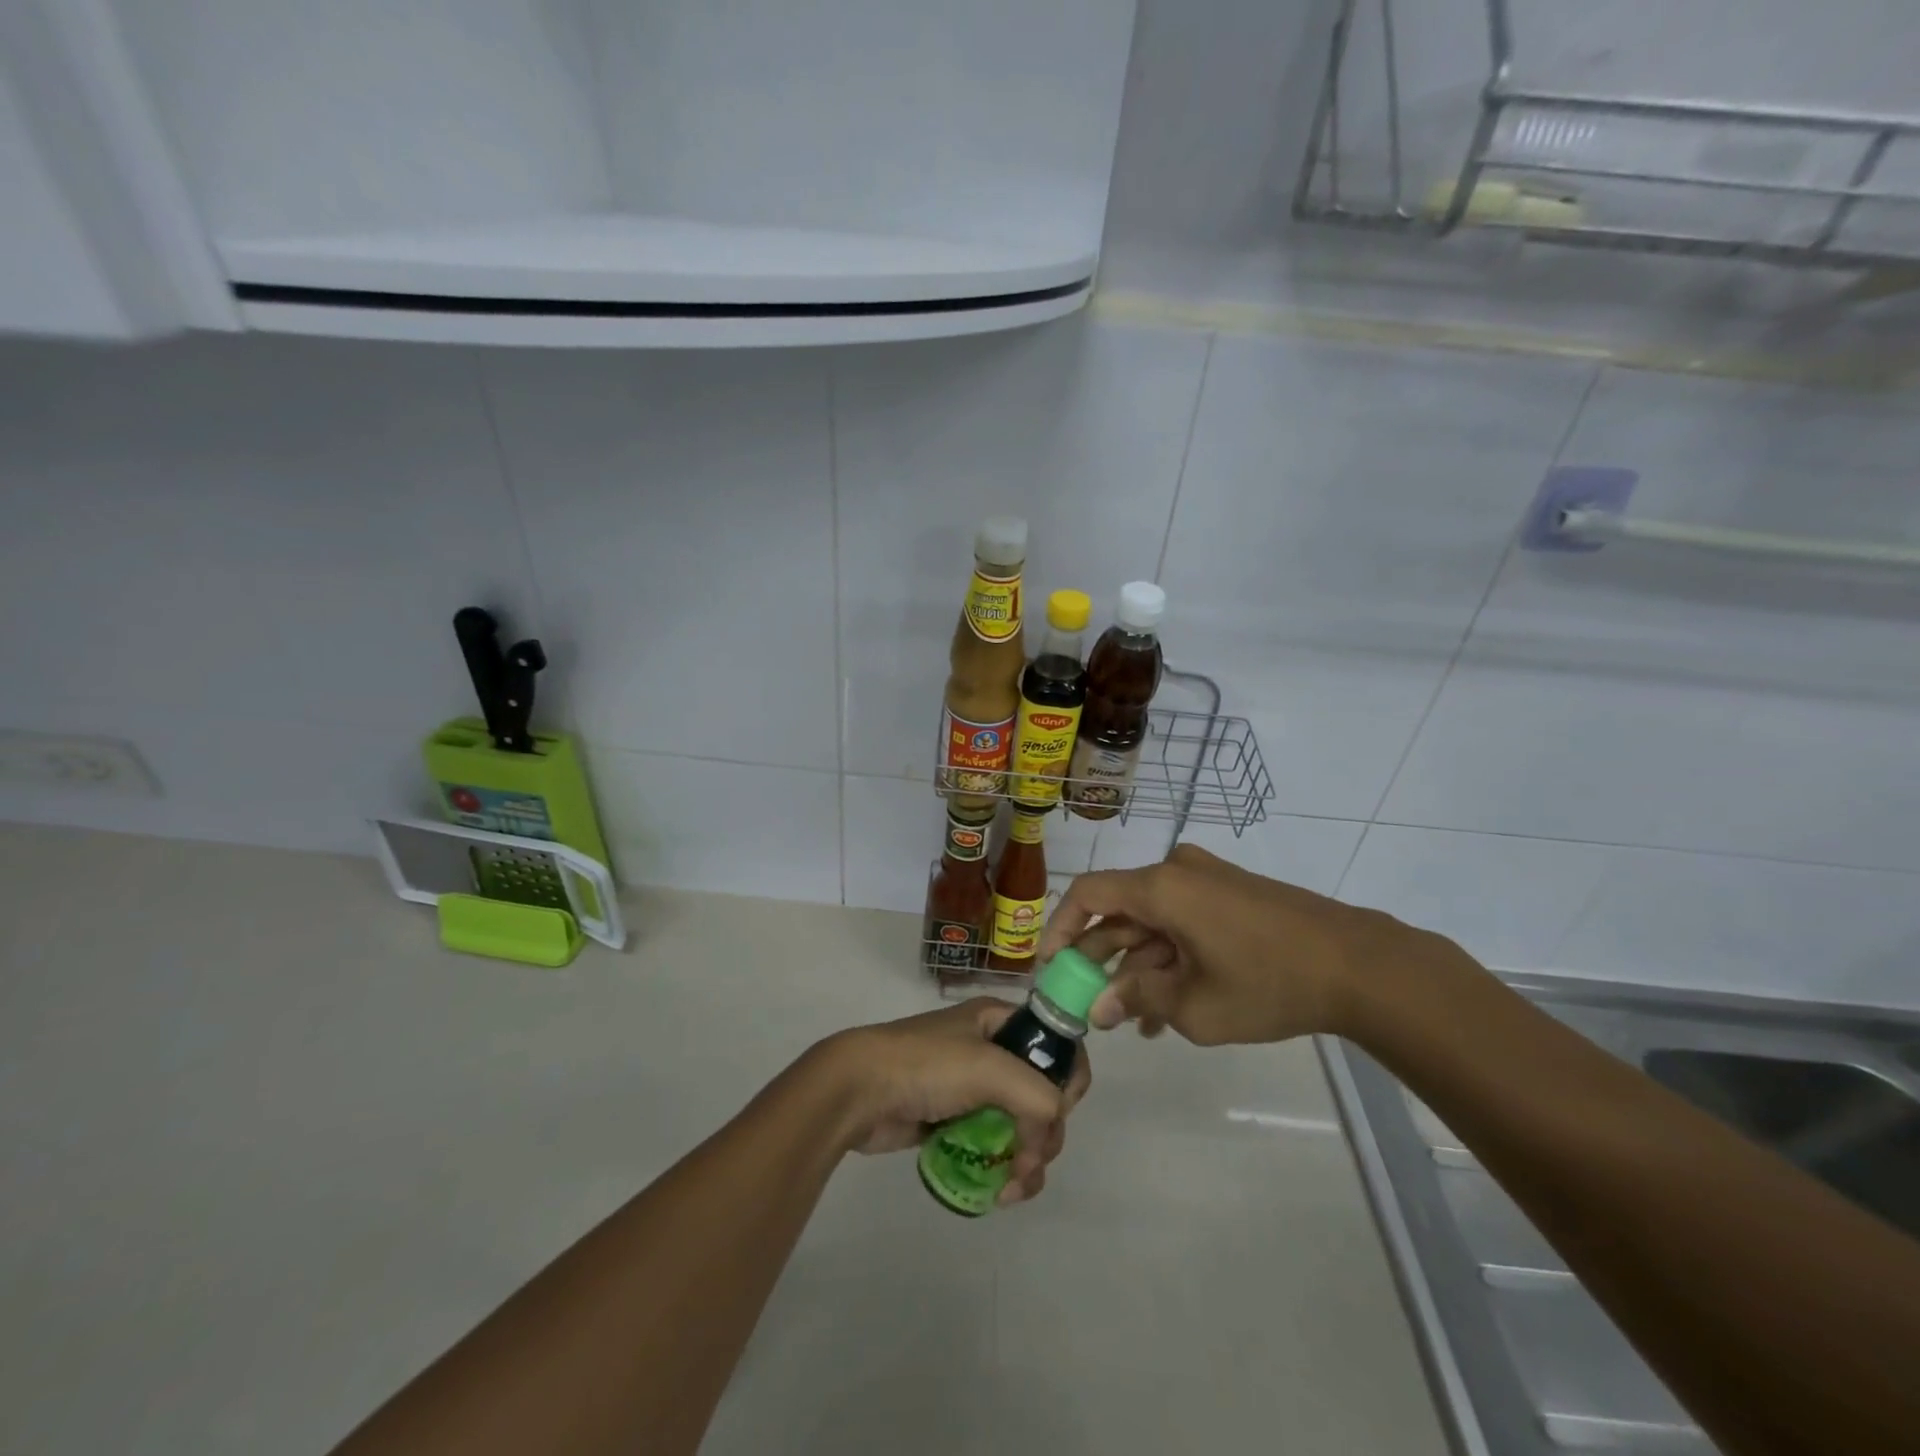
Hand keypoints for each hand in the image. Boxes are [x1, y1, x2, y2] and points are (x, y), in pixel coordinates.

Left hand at [811, 1000, 1091, 1205]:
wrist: (858, 1091)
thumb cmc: (925, 1066)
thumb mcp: (989, 1067)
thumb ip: (1037, 1096)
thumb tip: (1049, 1132)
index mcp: (1001, 1021)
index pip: (1058, 1043)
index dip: (1068, 1077)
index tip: (1060, 1109)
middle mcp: (993, 1050)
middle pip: (1045, 1094)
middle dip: (1046, 1134)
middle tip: (1030, 1161)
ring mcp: (975, 1088)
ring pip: (1024, 1127)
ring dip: (1030, 1161)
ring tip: (1012, 1189)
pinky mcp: (957, 1122)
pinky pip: (997, 1146)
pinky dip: (1006, 1169)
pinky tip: (999, 1192)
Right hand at [1037, 843, 1423, 1045]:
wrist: (1360, 965)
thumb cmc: (1268, 982)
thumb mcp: (1195, 1006)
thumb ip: (1138, 1001)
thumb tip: (1099, 1010)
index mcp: (1160, 887)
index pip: (1088, 895)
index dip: (1061, 929)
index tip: (1051, 968)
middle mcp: (1178, 871)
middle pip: (1121, 911)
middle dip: (1103, 960)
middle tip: (1092, 1004)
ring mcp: (1208, 880)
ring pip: (1154, 921)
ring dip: (1140, 965)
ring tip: (1137, 1021)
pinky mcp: (1232, 893)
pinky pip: (1183, 921)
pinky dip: (1170, 956)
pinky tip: (1171, 1005)